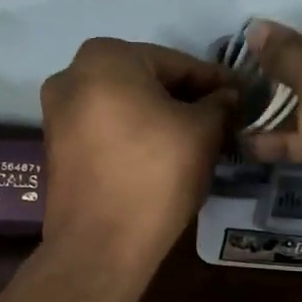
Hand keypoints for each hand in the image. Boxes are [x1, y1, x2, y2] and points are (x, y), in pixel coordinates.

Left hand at [40, 38, 235, 279]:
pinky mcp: (58, 149)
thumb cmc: (155, 175)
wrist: (101, 244)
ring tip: (198, 143)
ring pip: (127, 108)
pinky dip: (136, 139)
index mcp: (105, 57)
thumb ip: (220, 104)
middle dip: (186, 101)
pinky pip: (108, 132)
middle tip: (223, 122)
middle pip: (148, 82)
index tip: (243, 98)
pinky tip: (163, 159)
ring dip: (161, 121)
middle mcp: (72, 75)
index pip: (178, 63)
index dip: (216, 83)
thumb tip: (228, 97)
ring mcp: (58, 114)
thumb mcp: (203, 133)